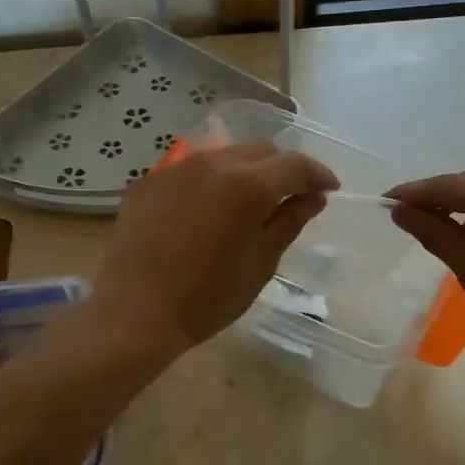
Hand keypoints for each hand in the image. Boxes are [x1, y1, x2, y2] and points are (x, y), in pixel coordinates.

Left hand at [94, 142, 338, 355]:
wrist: (135, 313)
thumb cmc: (207, 297)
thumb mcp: (260, 263)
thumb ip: (290, 222)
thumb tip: (314, 197)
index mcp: (247, 184)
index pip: (294, 165)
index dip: (317, 175)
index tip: (329, 189)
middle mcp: (212, 163)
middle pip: (260, 151)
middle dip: (282, 169)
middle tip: (292, 196)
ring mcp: (176, 168)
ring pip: (224, 156)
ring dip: (245, 172)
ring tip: (248, 203)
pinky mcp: (149, 181)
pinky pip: (190, 171)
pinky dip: (209, 183)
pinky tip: (206, 212)